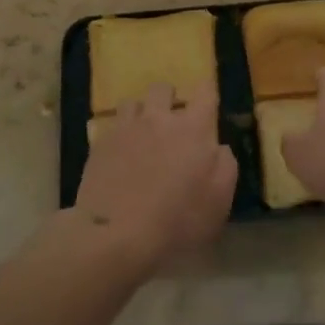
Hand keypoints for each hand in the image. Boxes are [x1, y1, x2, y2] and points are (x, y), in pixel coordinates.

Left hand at [75, 84, 236, 271]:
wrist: (117, 235)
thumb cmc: (178, 221)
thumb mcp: (219, 201)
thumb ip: (224, 165)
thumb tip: (217, 147)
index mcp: (193, 128)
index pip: (205, 92)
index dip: (208, 91)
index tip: (207, 100)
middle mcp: (158, 118)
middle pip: (163, 89)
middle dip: (169, 99)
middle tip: (172, 123)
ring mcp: (126, 128)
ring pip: (132, 103)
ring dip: (141, 114)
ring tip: (142, 135)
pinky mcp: (100, 143)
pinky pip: (111, 126)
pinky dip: (119, 134)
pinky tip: (119, 155)